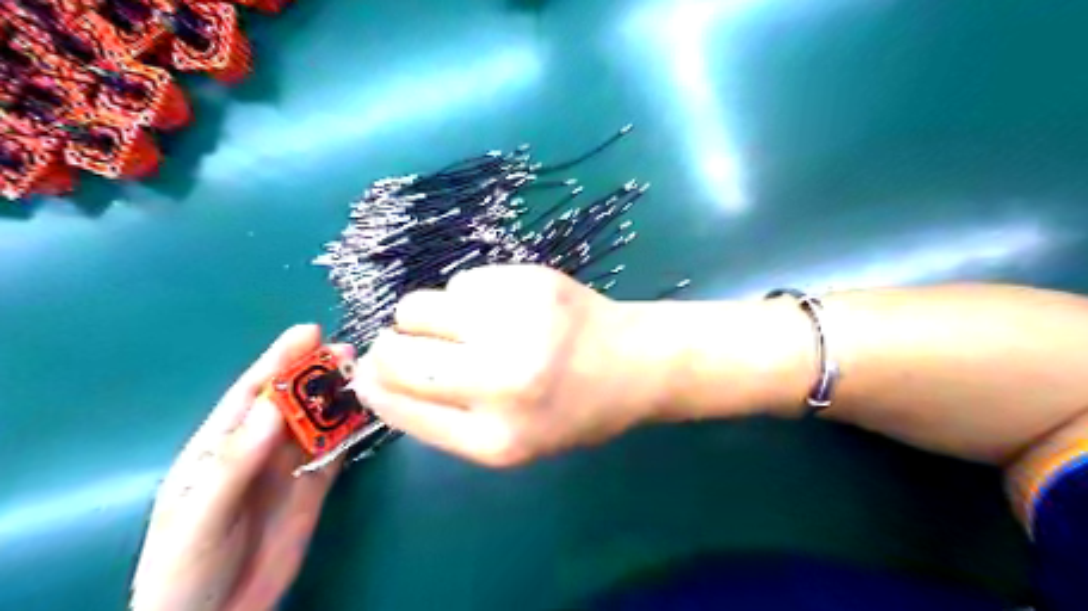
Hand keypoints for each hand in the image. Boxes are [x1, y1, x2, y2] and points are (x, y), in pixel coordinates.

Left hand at [131, 326, 349, 610]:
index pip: (252, 393)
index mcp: (220, 447)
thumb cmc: (185, 568)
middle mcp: (259, 448)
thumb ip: (236, 462)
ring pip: (319, 421)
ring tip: (367, 375)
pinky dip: (352, 429)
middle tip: (348, 352)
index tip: (308, 332)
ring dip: (340, 397)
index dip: (279, 360)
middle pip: (293, 401)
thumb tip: (274, 407)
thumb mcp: (201, 514)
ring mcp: (290, 466)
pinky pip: (337, 450)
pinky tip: (369, 412)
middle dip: (318, 372)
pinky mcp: (315, 485)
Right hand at [353, 262, 667, 467]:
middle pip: (396, 353)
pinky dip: (469, 297)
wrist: (636, 361)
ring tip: (467, 326)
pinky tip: (504, 308)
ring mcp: (516, 323)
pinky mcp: (529, 280)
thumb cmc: (574, 410)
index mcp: (496, 438)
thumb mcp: (511, 441)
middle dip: (390, 348)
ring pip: (417, 307)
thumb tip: (376, 376)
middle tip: (415, 345)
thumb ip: (443, 418)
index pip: (398, 403)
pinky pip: (460, 282)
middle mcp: (502, 380)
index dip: (374, 383)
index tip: (370, 370)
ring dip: (428, 318)